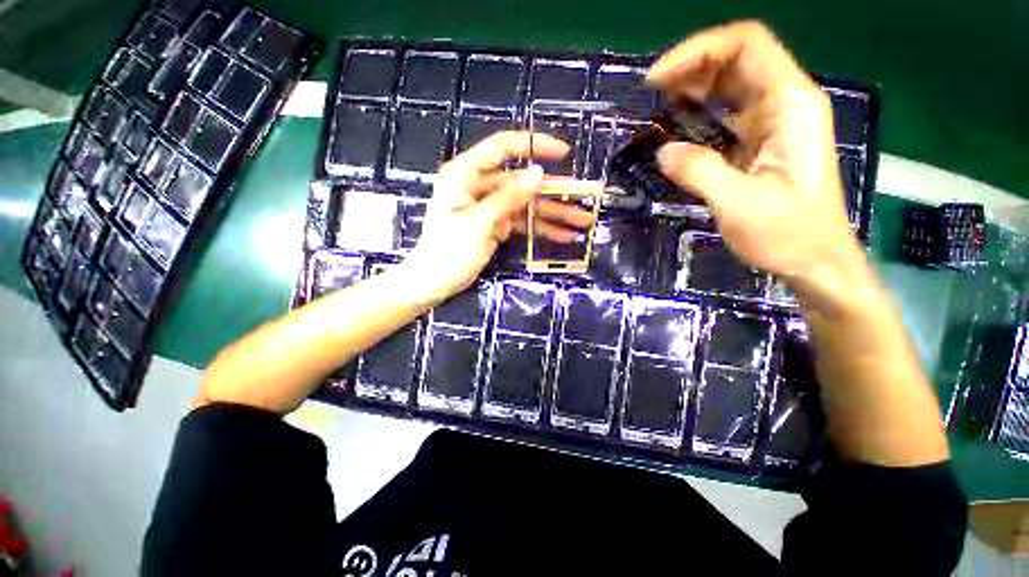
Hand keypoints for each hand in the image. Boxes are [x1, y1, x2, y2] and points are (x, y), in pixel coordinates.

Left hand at [403, 131, 596, 302]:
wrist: (433, 282)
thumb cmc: (448, 251)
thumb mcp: (478, 223)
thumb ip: (508, 198)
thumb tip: (537, 173)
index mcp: (466, 174)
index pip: (503, 148)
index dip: (534, 145)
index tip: (563, 153)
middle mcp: (479, 185)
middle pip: (522, 182)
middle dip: (554, 193)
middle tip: (584, 201)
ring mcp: (489, 206)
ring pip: (526, 204)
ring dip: (553, 214)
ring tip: (582, 223)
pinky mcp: (495, 224)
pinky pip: (522, 221)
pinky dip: (540, 228)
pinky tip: (563, 236)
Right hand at [648, 21, 866, 291]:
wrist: (815, 262)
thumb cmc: (788, 235)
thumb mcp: (740, 205)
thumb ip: (700, 172)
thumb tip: (663, 151)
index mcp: (790, 106)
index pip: (747, 46)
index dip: (699, 51)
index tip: (657, 79)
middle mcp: (784, 104)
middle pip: (737, 59)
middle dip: (692, 66)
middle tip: (651, 92)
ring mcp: (773, 123)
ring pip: (731, 84)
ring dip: (693, 86)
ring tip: (658, 102)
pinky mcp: (759, 143)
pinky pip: (726, 113)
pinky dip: (699, 112)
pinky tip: (677, 124)